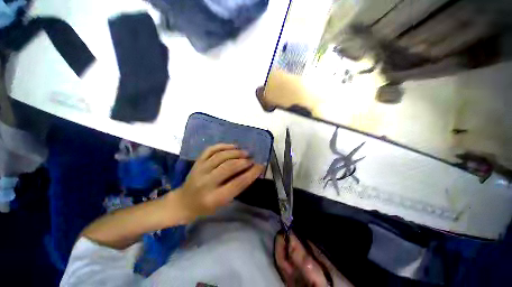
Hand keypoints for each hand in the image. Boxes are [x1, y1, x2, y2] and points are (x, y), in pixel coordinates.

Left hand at [173, 144, 263, 222]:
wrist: (184, 202)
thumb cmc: (206, 207)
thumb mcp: (223, 203)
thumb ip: (236, 187)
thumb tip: (250, 171)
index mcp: (214, 198)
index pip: (238, 183)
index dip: (252, 173)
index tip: (260, 166)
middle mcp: (206, 183)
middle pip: (229, 167)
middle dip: (244, 162)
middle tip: (252, 159)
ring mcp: (200, 170)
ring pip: (220, 156)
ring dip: (235, 153)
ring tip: (245, 152)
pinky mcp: (197, 162)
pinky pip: (210, 150)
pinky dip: (223, 146)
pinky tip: (233, 146)